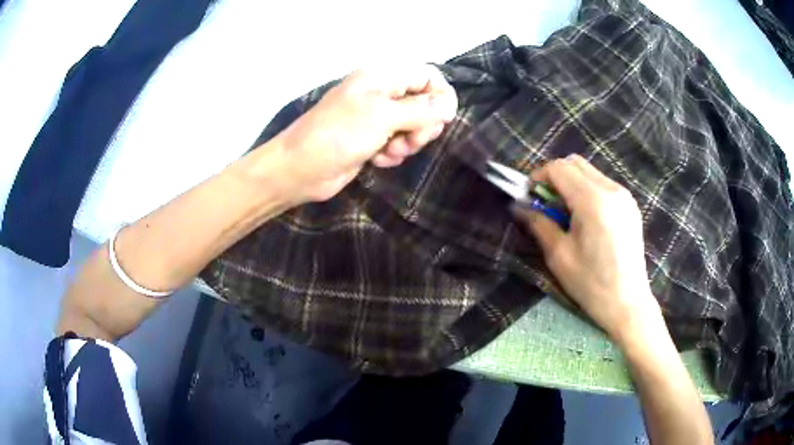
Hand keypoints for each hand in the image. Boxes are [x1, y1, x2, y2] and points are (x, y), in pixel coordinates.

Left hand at [262, 65, 457, 203]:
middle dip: (423, 125)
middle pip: (424, 103)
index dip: (440, 96)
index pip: (427, 76)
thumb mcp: (383, 117)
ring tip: (389, 152)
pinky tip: (378, 160)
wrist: (300, 169)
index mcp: (382, 77)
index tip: (442, 120)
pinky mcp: (371, 138)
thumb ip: (421, 109)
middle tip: (410, 140)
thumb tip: (451, 104)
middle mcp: (381, 92)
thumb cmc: (339, 135)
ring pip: (413, 126)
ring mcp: (375, 117)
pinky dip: (393, 153)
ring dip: (407, 143)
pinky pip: (397, 142)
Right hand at [513, 155, 660, 343]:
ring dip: (571, 182)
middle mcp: (611, 190)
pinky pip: (603, 184)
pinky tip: (585, 217)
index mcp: (593, 202)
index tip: (528, 195)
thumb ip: (539, 223)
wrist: (627, 303)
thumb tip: (518, 206)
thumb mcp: (559, 256)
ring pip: (589, 172)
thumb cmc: (591, 284)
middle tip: (544, 203)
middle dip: (554, 176)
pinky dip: (587, 190)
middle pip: (575, 163)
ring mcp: (624, 196)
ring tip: (565, 212)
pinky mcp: (630, 205)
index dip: (538, 176)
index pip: (559, 168)